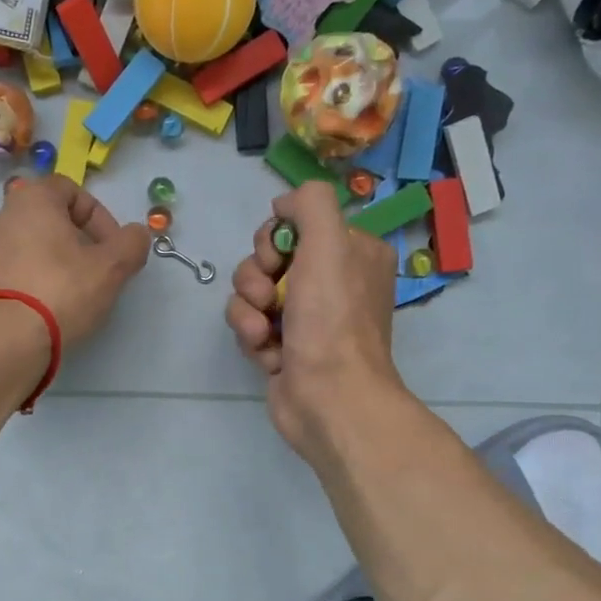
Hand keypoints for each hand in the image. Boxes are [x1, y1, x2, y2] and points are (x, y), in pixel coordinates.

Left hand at [0, 177, 149, 345]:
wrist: (2, 339)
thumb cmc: (60, 292)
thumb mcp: (111, 268)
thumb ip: (131, 244)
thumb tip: (136, 235)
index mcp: (32, 199)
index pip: (73, 191)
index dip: (100, 217)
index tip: (112, 250)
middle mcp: (1, 215)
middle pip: (48, 220)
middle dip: (76, 242)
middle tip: (94, 272)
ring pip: (28, 246)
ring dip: (52, 262)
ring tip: (70, 294)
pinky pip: (10, 271)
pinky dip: (29, 281)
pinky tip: (43, 308)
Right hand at [227, 181, 401, 457]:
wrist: (328, 398)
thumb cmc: (332, 320)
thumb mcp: (329, 243)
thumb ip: (309, 202)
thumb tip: (283, 204)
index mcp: (352, 254)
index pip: (297, 226)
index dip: (276, 238)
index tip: (278, 257)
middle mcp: (332, 283)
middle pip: (268, 258)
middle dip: (256, 276)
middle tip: (268, 297)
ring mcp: (306, 318)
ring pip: (252, 292)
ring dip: (247, 310)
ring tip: (262, 331)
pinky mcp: (284, 348)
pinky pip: (250, 325)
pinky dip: (251, 337)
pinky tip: (266, 353)